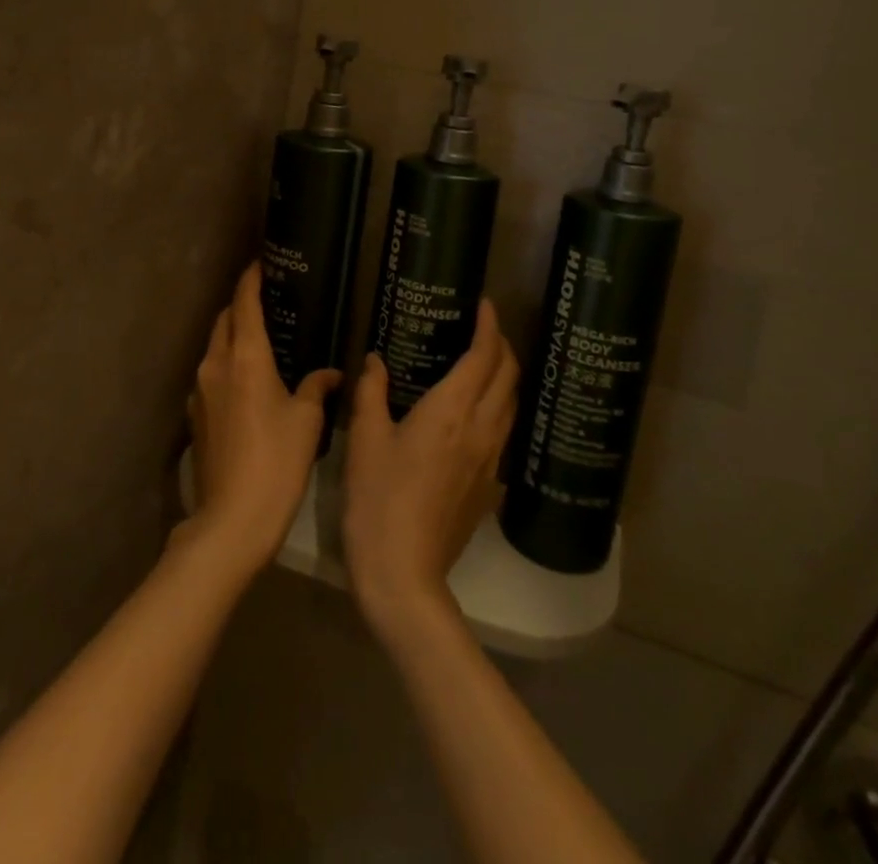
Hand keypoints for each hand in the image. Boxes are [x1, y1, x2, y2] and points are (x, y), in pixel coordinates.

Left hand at [184, 264, 338, 571]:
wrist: (232, 520)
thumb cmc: (277, 462)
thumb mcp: (306, 421)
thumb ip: (316, 387)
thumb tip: (330, 373)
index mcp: (245, 357)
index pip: (244, 303)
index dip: (251, 279)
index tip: (261, 263)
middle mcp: (216, 364)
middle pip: (224, 320)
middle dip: (241, 305)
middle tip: (267, 299)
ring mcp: (200, 391)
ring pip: (215, 347)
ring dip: (233, 335)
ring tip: (260, 338)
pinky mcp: (195, 416)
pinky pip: (211, 375)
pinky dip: (227, 364)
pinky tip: (247, 381)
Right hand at [343, 300, 518, 645]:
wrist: (403, 573)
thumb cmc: (377, 498)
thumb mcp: (365, 439)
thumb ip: (371, 392)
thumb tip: (375, 360)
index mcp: (451, 411)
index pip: (483, 357)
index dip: (489, 326)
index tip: (485, 305)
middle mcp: (480, 429)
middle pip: (508, 377)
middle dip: (503, 346)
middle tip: (484, 329)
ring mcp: (489, 460)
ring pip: (512, 405)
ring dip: (505, 376)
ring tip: (484, 363)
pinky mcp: (488, 486)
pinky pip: (504, 432)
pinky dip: (499, 407)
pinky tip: (477, 412)